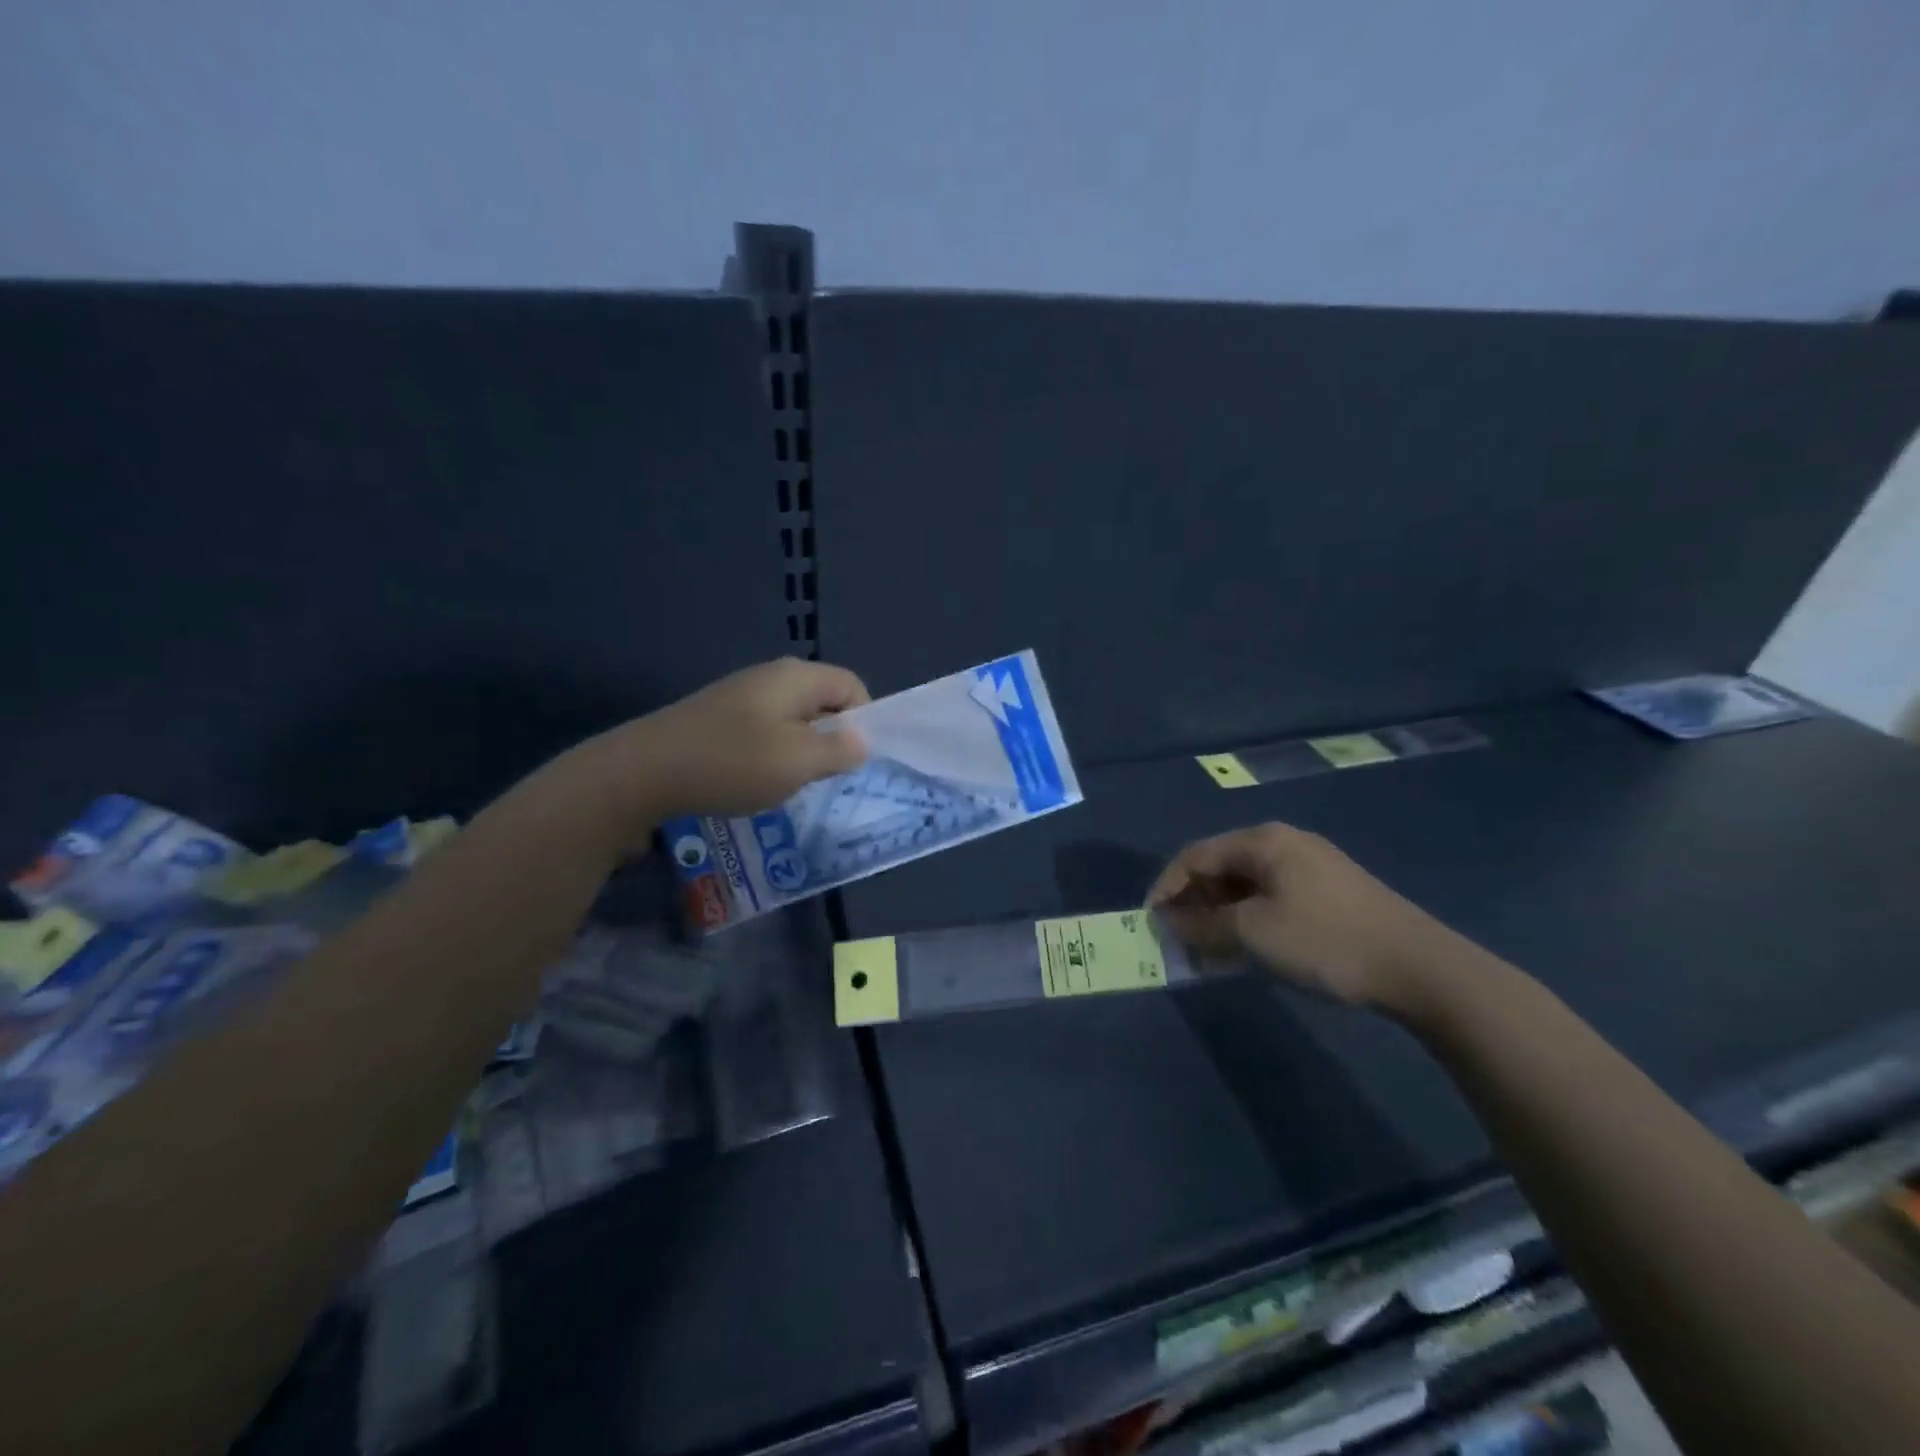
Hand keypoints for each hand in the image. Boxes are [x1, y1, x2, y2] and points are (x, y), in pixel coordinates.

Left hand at [560, 658, 870, 833]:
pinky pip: (764, 731)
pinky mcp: (718, 717)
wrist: (642, 772)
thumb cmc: (732, 763)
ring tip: (787, 782)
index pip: (852, 685)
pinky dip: (770, 754)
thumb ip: (840, 749)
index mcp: (796, 677)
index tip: (852, 759)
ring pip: (793, 719)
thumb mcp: (799, 761)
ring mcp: (740, 695)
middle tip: (822, 775)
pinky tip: (753, 780)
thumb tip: (862, 739)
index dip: (864, 720)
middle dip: (831, 738)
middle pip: (823, 701)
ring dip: (800, 750)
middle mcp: (770, 676)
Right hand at [1147, 822, 1467, 1010]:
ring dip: (1220, 914)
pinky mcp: (1330, 891)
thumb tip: (1170, 923)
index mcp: (1263, 841)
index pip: (1196, 855)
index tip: (1150, 921)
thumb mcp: (1253, 934)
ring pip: (1246, 885)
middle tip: (1178, 938)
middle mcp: (1284, 843)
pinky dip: (1249, 919)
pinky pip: (1271, 897)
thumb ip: (1203, 926)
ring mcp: (1311, 866)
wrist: (1419, 967)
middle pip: (1221, 867)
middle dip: (1193, 902)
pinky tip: (1247, 947)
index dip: (1167, 886)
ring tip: (1208, 949)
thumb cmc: (1325, 941)